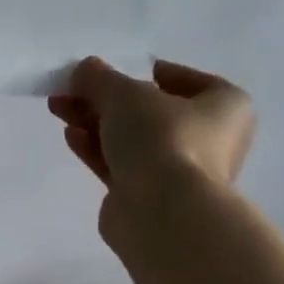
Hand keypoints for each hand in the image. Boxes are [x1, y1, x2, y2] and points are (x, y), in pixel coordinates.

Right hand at [48, 56, 255, 252]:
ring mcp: (177, 171)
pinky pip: (120, 165)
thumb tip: (83, 70)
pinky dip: (96, 149)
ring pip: (131, 139)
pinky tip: (70, 136)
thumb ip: (100, 78)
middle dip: (105, 100)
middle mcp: (208, 138)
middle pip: (148, 111)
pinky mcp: (148, 196)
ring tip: (59, 108)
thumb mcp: (126, 94)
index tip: (108, 73)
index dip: (141, 72)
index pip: (181, 79)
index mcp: (224, 105)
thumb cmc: (162, 139)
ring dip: (95, 122)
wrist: (162, 213)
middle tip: (69, 90)